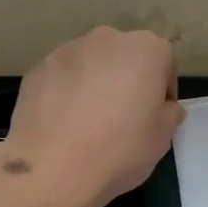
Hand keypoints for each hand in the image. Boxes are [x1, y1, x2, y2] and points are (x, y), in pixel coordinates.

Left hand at [0, 28, 183, 206]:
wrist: (54, 168)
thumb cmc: (121, 148)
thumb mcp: (163, 137)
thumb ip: (169, 112)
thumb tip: (164, 107)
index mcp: (145, 48)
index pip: (163, 61)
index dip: (162, 89)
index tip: (155, 115)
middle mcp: (106, 38)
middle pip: (124, 56)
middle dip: (126, 79)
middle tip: (122, 116)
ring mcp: (67, 50)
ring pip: (90, 64)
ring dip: (94, 83)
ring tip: (87, 121)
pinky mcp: (38, 68)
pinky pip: (61, 77)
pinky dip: (65, 92)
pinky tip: (62, 123)